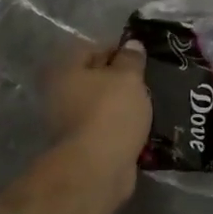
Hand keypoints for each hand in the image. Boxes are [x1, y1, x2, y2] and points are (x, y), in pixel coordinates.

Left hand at [46, 39, 151, 183]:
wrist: (97, 170)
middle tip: (149, 80)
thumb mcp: (128, 77)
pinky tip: (145, 127)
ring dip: (123, 105)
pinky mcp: (84, 147)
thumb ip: (131, 58)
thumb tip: (132, 44)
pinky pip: (108, 128)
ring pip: (102, 105)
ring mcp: (70, 123)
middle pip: (96, 78)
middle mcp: (61, 95)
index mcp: (66, 71)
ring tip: (151, 103)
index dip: (118, 49)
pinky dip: (123, 127)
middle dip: (121, 79)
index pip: (91, 49)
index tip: (142, 57)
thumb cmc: (110, 112)